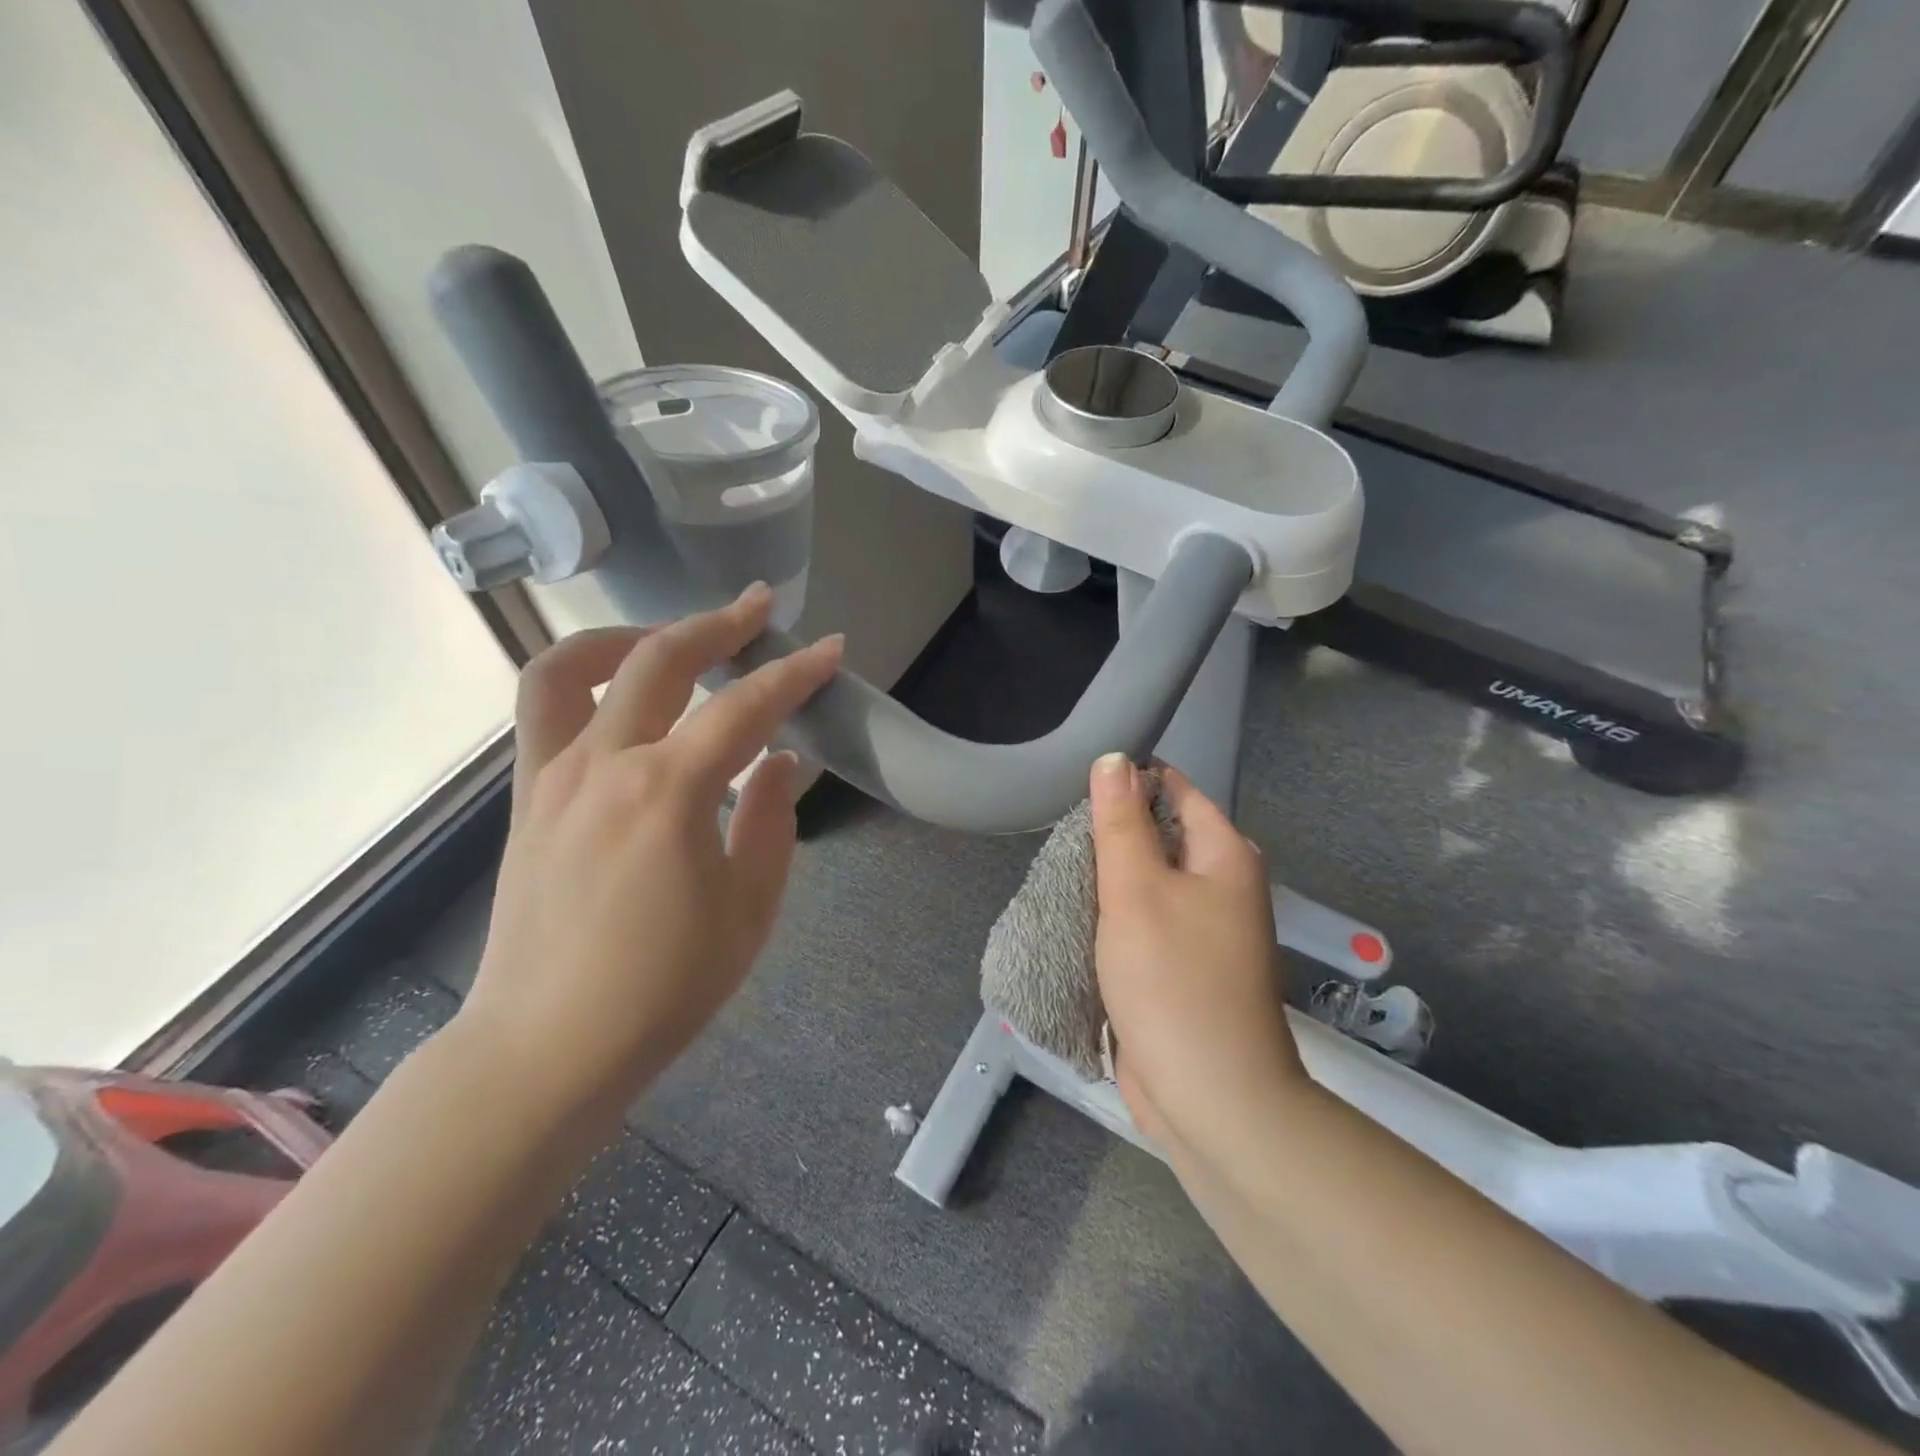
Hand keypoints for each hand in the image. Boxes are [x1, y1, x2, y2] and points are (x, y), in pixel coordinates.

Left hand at [456, 584, 841, 1117]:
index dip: (795, 673)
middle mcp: (605, 764)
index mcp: (670, 793)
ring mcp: (553, 776)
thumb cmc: (664, 987)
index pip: (746, 708)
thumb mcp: (749, 910)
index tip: (829, 648)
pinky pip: (544, 711)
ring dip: (632, 636)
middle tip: (759, 609)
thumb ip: (772, 821)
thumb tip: (782, 763)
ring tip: (674, 639)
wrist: (547, 1047)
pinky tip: (622, 696)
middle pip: (660, 659)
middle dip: (718, 624)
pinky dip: (584, 679)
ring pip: (575, 667)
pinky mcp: (528, 797)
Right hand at [1089, 756, 1306, 1152]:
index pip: (1175, 790)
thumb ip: (1121, 822)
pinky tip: (1078, 915)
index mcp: (1225, 856)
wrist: (1210, 1097)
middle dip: (1113, 833)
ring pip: (1149, 881)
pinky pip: (1146, 921)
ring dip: (1110, 878)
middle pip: (1161, 835)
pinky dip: (1115, 915)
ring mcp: (1205, 929)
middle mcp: (1222, 885)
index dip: (1130, 781)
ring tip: (1060, 870)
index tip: (1077, 787)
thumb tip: (1114, 758)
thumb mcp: (1136, 890)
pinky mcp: (1183, 966)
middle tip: (1060, 834)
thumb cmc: (1173, 980)